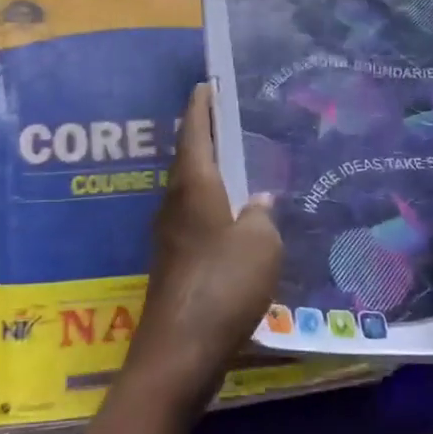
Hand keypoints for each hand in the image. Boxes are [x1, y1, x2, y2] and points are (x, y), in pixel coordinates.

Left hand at [124, 85, 282, 412]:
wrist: (180, 349)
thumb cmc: (222, 285)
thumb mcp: (259, 244)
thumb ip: (261, 215)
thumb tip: (258, 200)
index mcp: (194, 186)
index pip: (194, 132)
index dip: (201, 106)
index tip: (208, 84)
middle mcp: (175, 203)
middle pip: (189, 158)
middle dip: (206, 136)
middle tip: (234, 119)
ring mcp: (171, 234)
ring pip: (191, 189)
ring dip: (210, 171)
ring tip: (240, 162)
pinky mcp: (174, 261)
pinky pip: (195, 218)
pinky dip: (213, 205)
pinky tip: (235, 217)